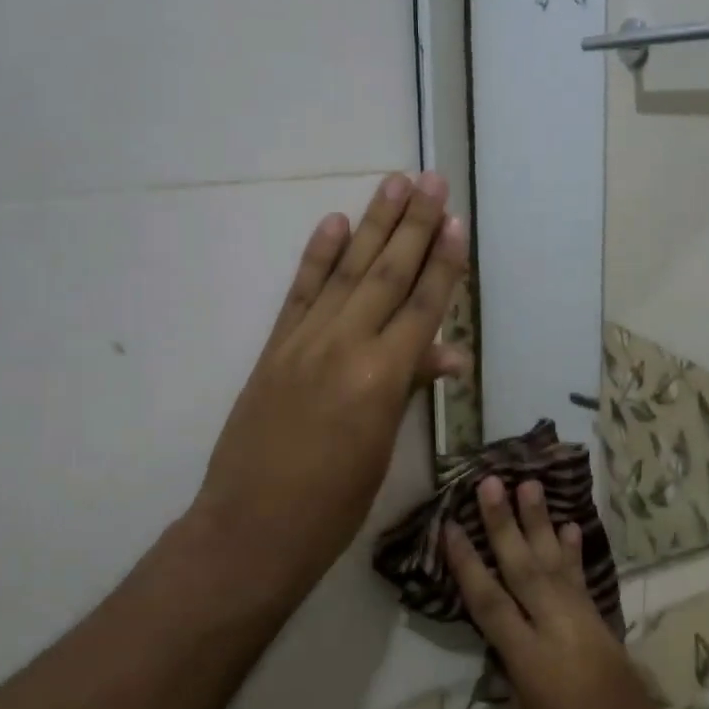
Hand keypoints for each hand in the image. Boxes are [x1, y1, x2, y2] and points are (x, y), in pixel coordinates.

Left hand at [189, 172, 467, 585]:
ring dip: (373, 226)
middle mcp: (345, 345)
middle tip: (430, 180)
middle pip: (387, 274)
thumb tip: (448, 353)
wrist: (252, 528)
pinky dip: (317, 256)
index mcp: (383, 376)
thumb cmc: (334, 503)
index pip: (422, 306)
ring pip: (347, 272)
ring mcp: (305, 341)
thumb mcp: (383, 447)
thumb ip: (410, 388)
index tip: (456, 221)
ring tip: (393, 184)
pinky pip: (300, 293)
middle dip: (413, 225)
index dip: (443, 263)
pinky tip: (334, 223)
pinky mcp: (274, 348)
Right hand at [445, 479, 703, 708]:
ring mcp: (589, 628)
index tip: (450, 525)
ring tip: (530, 485)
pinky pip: (584, 584)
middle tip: (491, 482)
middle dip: (506, 524)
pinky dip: (574, 555)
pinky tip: (569, 527)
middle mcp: (562, 634)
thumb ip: (514, 677)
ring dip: (542, 524)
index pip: (491, 604)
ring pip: (558, 565)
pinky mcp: (607, 631)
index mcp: (534, 665)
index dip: (468, 564)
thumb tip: (504, 641)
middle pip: (526, 569)